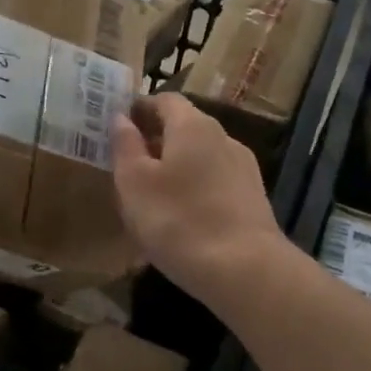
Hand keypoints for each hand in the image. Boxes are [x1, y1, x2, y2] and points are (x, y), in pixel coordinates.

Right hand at [110, 93, 284, 303]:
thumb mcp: (134, 182)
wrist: (244, 270)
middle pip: (185, 126)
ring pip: (201, 155)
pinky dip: (195, 187)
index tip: (118, 127)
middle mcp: (223, 137)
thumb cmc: (177, 219)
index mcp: (192, 125)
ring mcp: (243, 168)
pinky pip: (215, 181)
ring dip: (176, 165)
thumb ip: (125, 145)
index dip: (139, 108)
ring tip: (153, 193)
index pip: (164, 99)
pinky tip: (182, 215)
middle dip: (156, 138)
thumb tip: (120, 118)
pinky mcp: (253, 198)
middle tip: (128, 162)